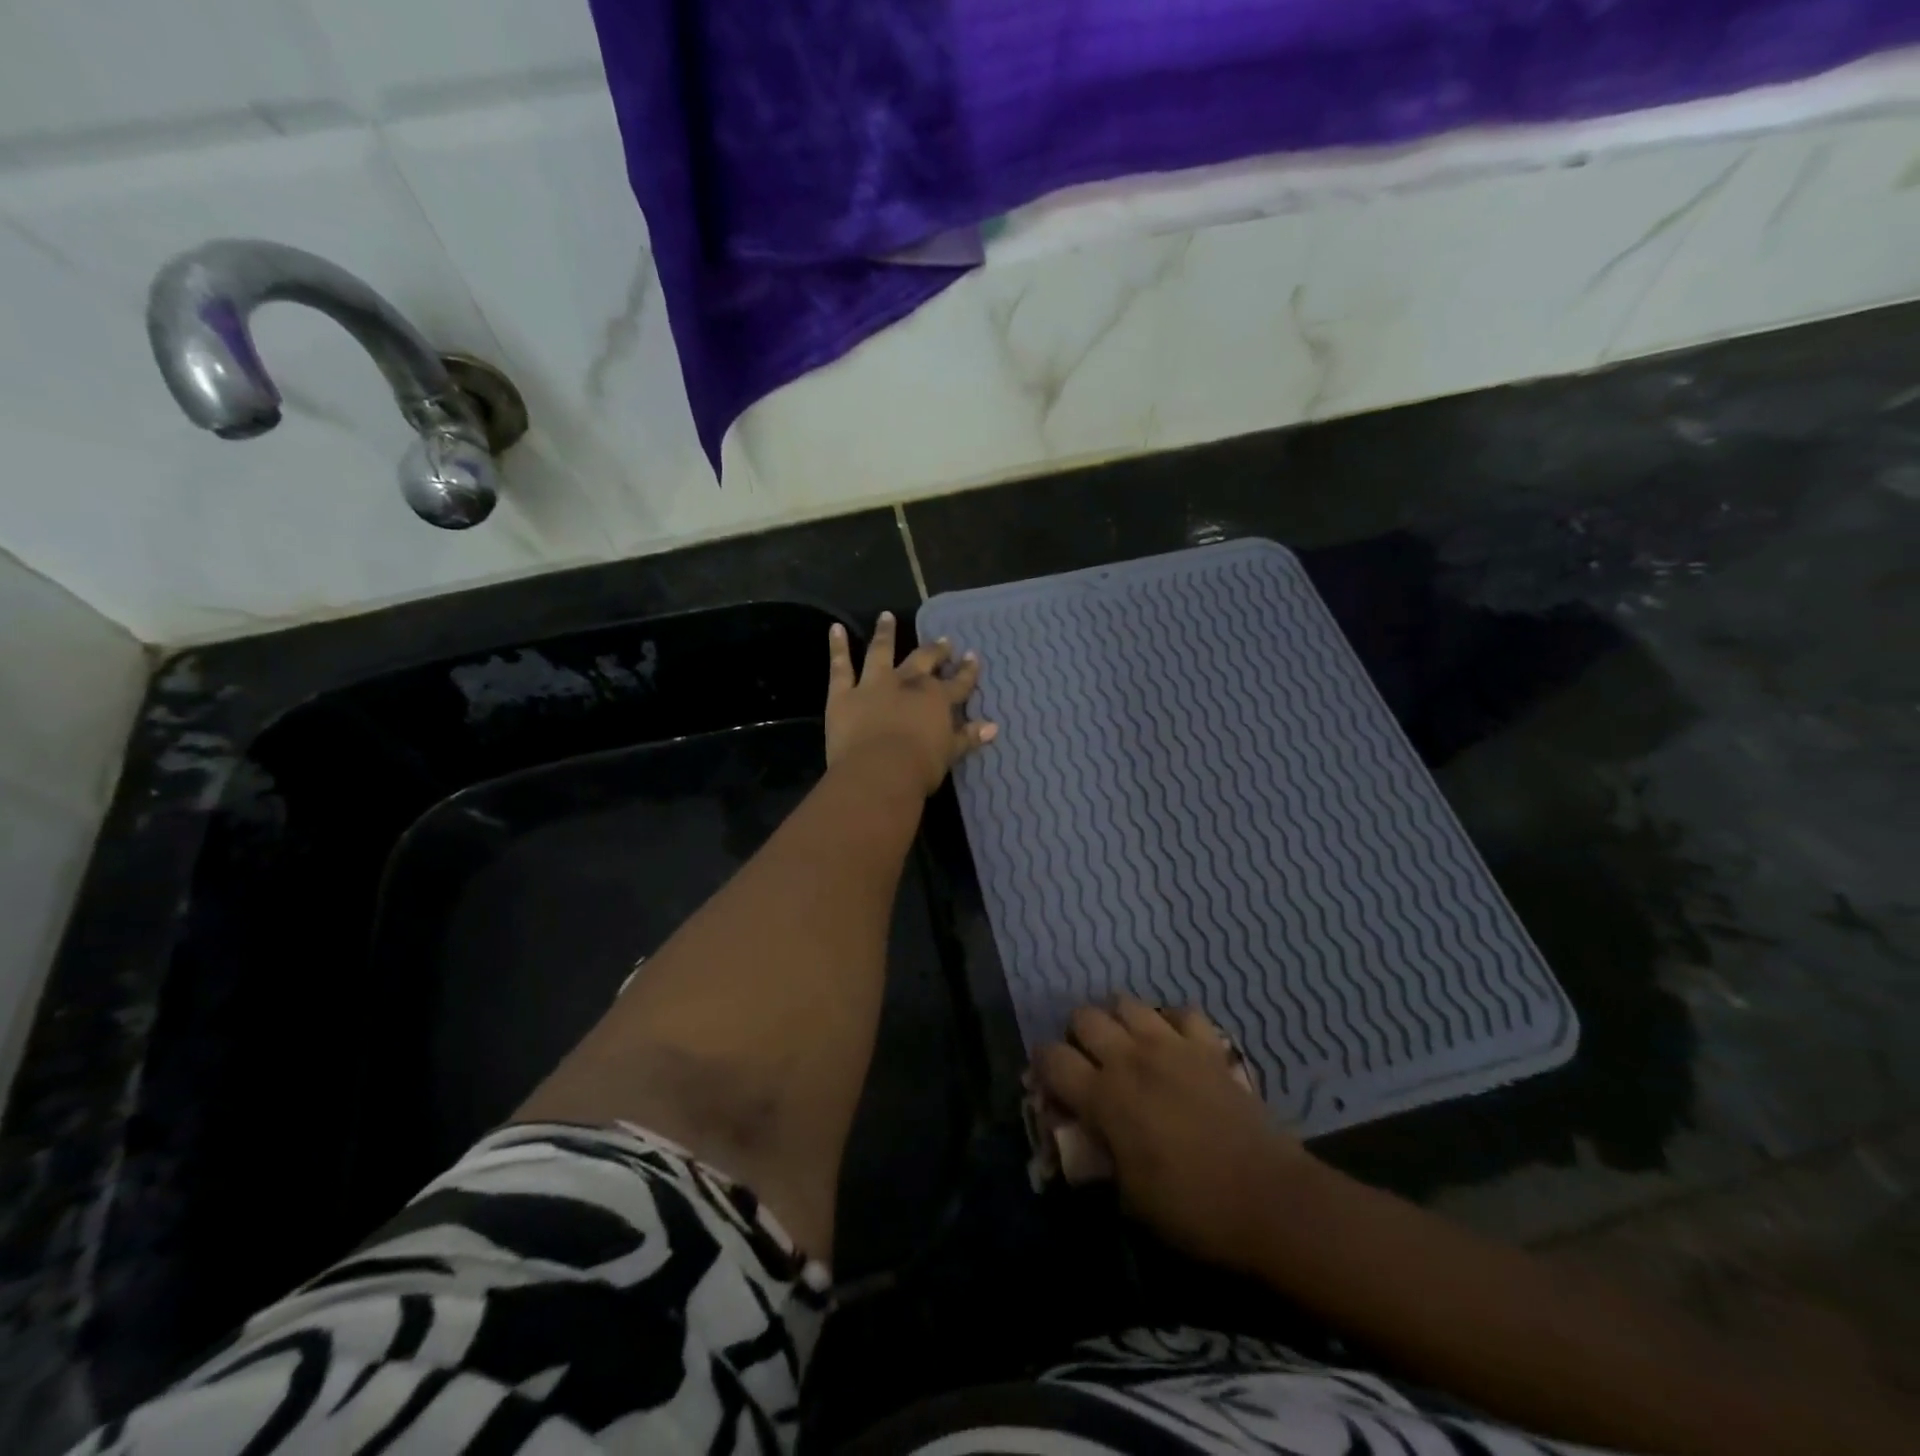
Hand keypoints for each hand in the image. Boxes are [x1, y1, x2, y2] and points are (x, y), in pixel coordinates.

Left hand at [826, 612, 996, 795]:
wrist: (878, 772)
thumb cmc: (919, 767)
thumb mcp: (950, 753)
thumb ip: (969, 736)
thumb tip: (993, 726)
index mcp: (936, 699)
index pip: (958, 682)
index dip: (967, 671)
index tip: (972, 657)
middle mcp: (907, 683)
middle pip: (923, 660)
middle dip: (935, 650)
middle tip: (943, 640)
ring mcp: (874, 684)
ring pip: (880, 652)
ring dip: (885, 633)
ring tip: (886, 616)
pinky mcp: (844, 694)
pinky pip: (840, 666)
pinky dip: (838, 646)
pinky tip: (836, 628)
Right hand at [1034, 998, 1311, 1271]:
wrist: (1269, 1198)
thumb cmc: (1192, 1209)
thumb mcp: (1128, 1197)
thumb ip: (1098, 1155)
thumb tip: (1083, 1136)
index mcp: (1103, 1096)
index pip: (1051, 1057)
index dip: (1042, 1065)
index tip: (1049, 1082)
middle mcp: (1130, 1058)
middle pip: (1084, 1016)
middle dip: (1078, 1036)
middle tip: (1089, 1064)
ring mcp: (1171, 1044)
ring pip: (1126, 1002)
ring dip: (1118, 1021)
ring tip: (1127, 1047)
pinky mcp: (1207, 1045)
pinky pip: (1181, 1011)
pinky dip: (1171, 1022)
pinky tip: (1174, 1043)